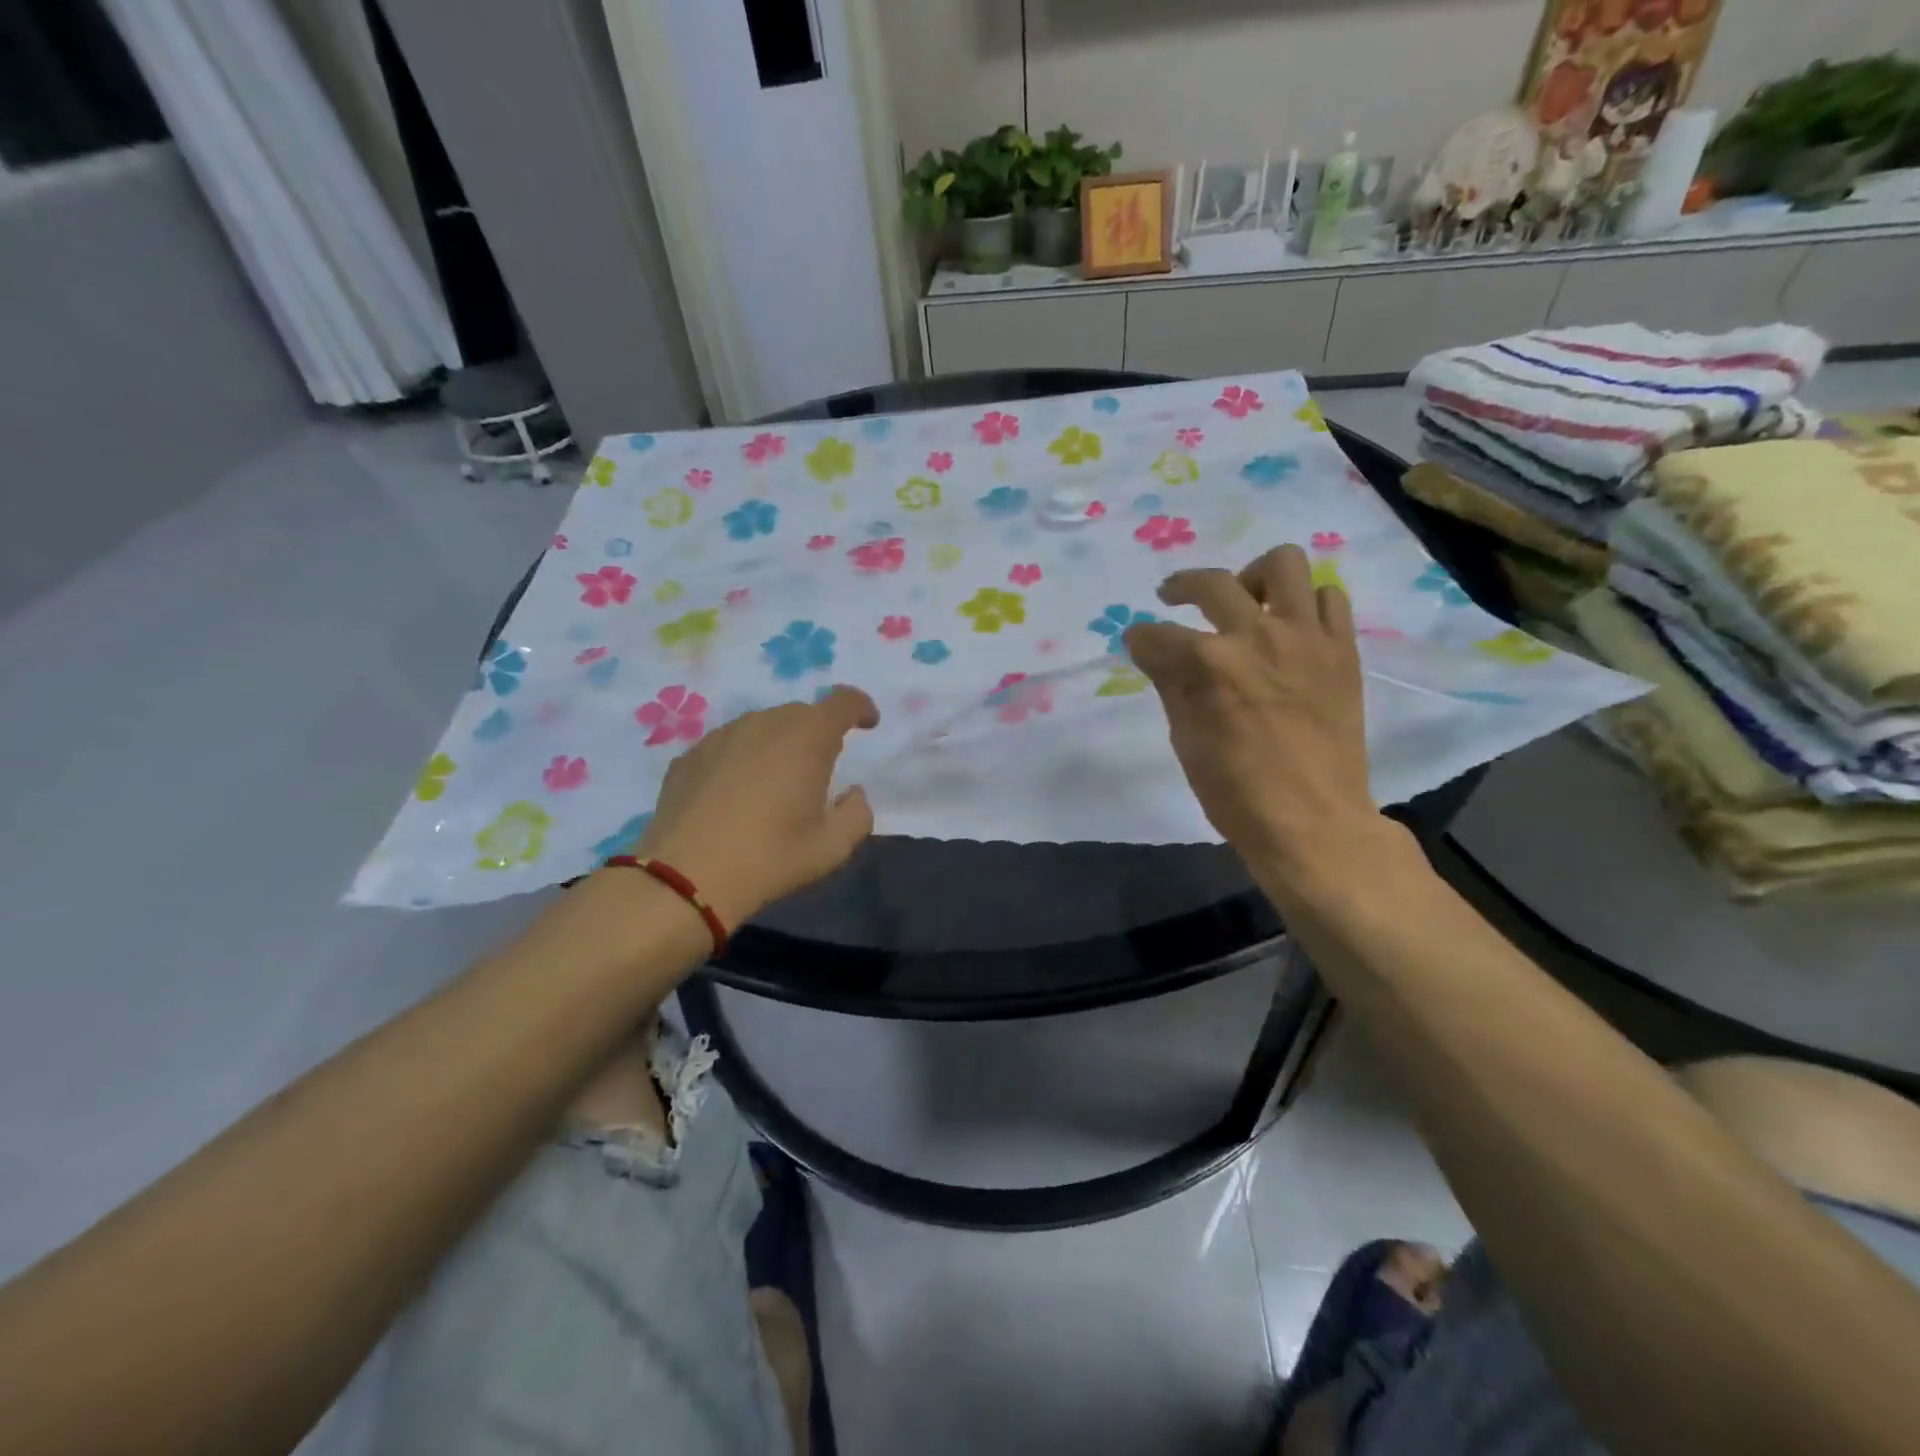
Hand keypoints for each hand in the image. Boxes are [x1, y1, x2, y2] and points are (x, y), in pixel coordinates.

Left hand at [616, 687, 879, 928]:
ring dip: (778, 745)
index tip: (868, 724)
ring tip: (776, 784)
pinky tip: (735, 796)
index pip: (843, 701)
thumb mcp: (832, 847)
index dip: (861, 707)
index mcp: (807, 738)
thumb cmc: (769, 858)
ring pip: (762, 727)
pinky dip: (743, 759)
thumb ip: (857, 814)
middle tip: (820, 770)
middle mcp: (764, 723)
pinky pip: (729, 746)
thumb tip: (853, 794)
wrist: (684, 878)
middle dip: (819, 732)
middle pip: (802, 713)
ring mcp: (722, 735)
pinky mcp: (690, 755)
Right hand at [1125, 544, 1385, 882]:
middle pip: (1212, 583)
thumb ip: (1171, 684)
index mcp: (1210, 664)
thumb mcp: (1186, 740)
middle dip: (1181, 587)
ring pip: (1284, 564)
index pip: (1157, 635)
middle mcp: (1257, 636)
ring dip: (1254, 578)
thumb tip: (1154, 650)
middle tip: (1173, 599)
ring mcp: (1306, 637)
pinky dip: (1304, 604)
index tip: (1137, 644)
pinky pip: (1329, 598)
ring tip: (1246, 603)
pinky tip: (1290, 628)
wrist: (1314, 822)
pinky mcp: (1341, 649)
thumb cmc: (1236, 793)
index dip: (1140, 639)